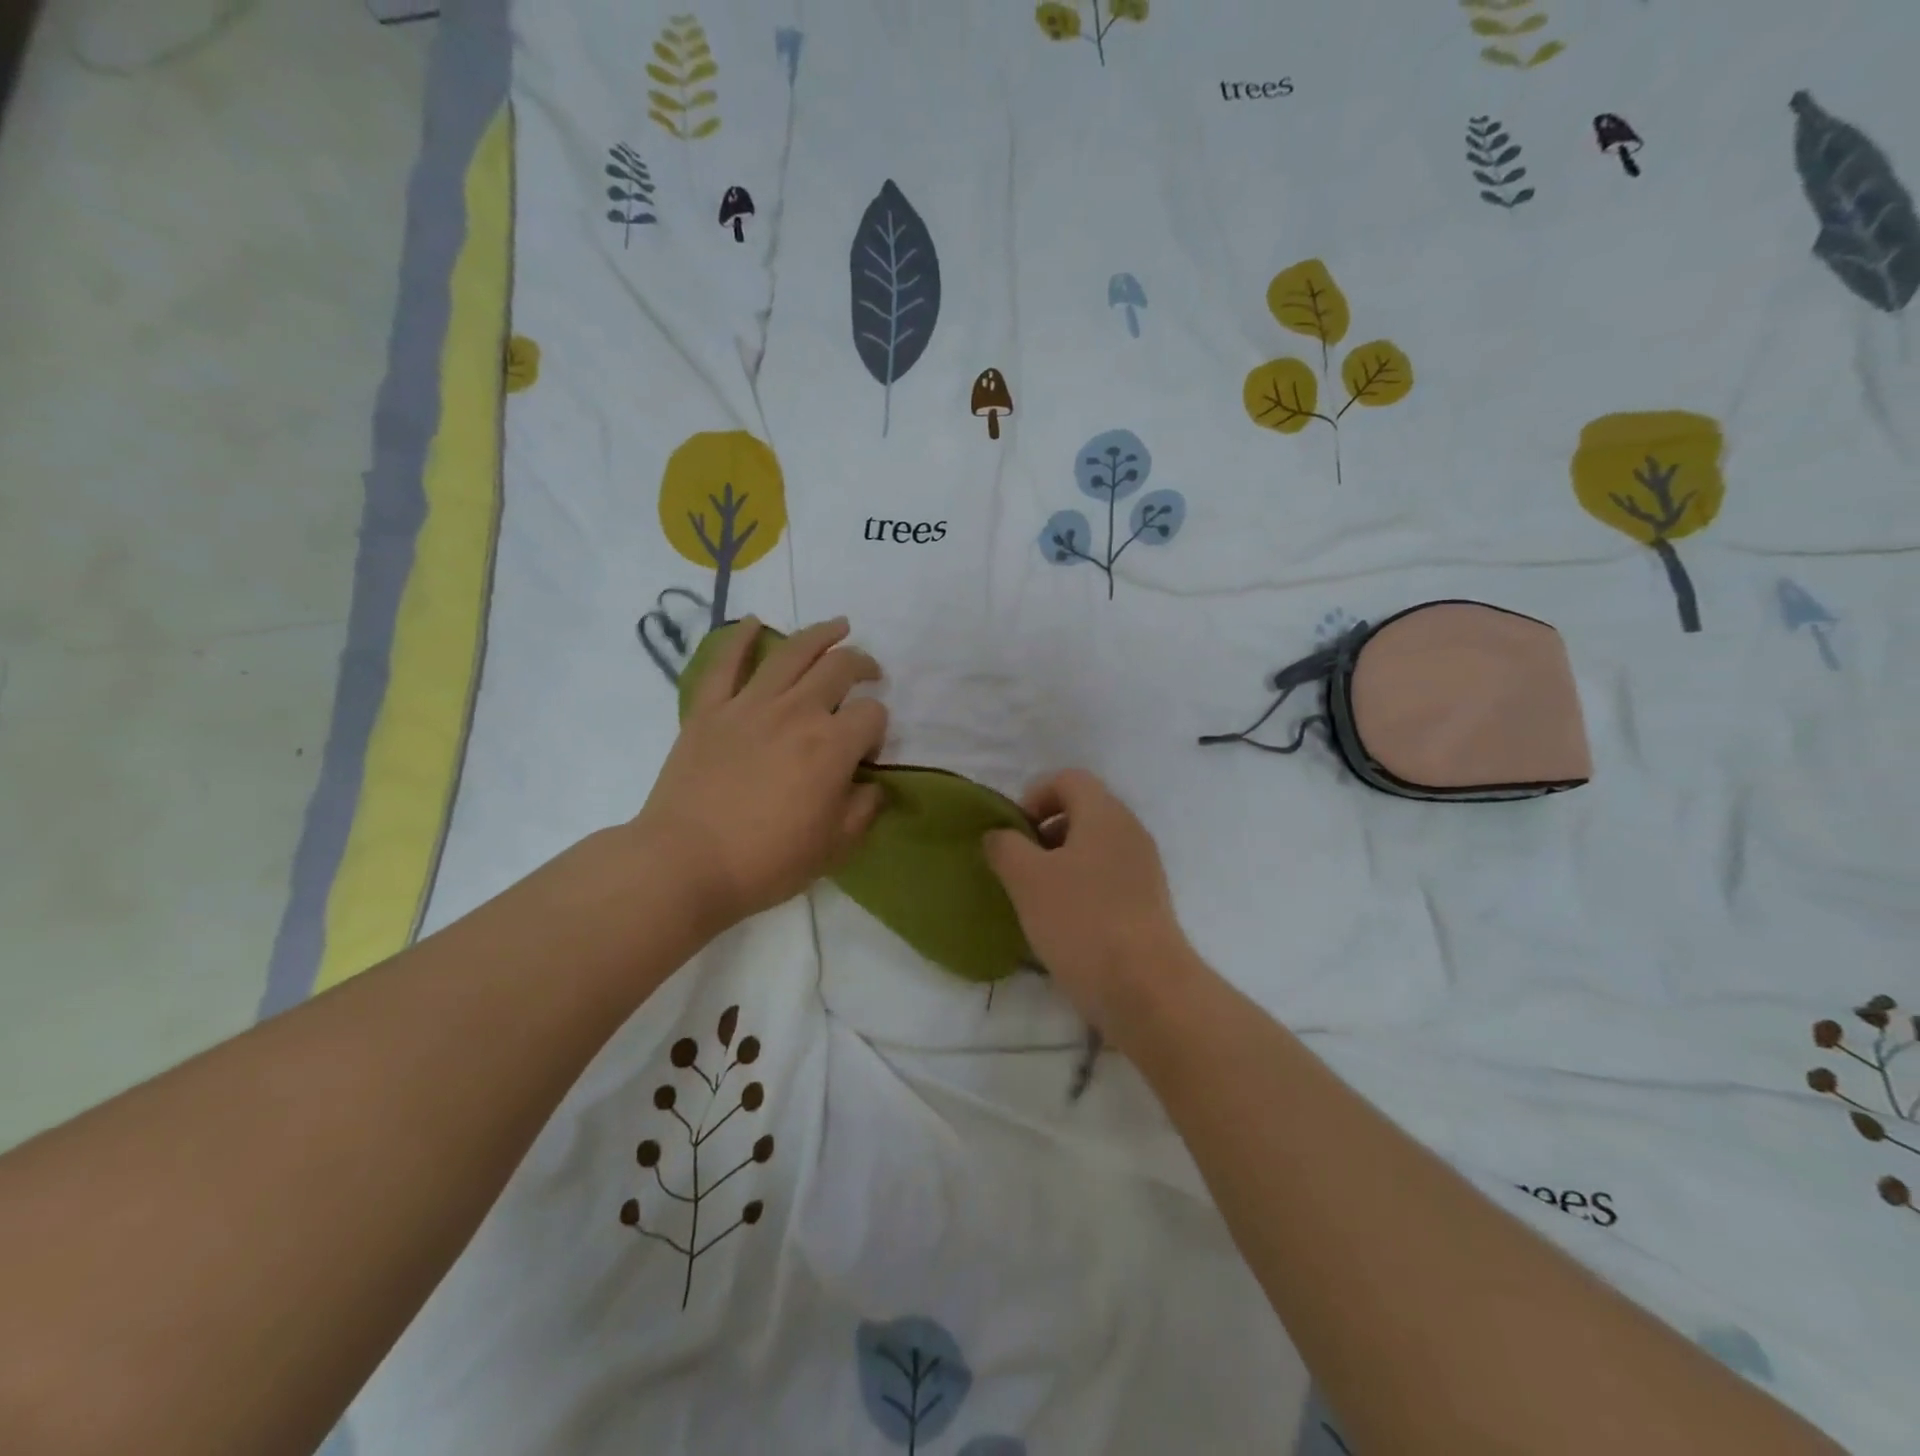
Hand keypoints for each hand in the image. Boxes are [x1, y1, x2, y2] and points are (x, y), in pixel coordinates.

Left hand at [632, 617, 887, 939]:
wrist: (687, 863)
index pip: (872, 714)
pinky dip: (739, 638)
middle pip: (839, 668)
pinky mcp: (709, 710)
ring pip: (791, 653)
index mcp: (832, 745)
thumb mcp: (835, 847)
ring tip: (838, 625)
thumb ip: (863, 810)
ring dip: (820, 634)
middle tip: (869, 672)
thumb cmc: (767, 861)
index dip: (878, 728)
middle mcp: (797, 712)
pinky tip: (753, 622)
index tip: (867, 752)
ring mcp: (749, 705)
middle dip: (863, 664)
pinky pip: (725, 664)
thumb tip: (871, 785)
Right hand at [983, 769, 1197, 1043]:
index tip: (1014, 833)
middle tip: (1021, 866)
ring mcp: (1144, 869)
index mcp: (1105, 813)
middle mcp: (1130, 832)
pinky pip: (1108, 879)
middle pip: (1083, 811)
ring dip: (1061, 863)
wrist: (1146, 988)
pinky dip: (1082, 889)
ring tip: (1038, 899)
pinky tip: (1065, 924)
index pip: (1068, 779)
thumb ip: (1005, 847)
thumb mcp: (1027, 879)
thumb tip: (999, 835)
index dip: (1034, 795)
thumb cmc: (1081, 921)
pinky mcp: (1149, 903)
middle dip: (1045, 832)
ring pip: (1095, 848)